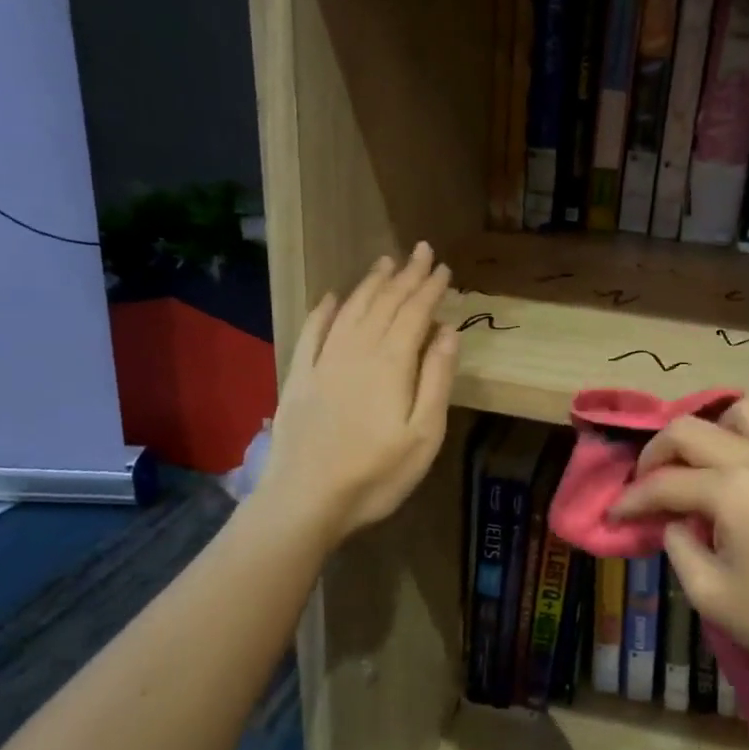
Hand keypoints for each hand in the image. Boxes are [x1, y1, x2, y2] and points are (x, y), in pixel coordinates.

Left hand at [260, 243, 458, 544]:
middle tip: (421, 250)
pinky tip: (333, 297)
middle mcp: (357, 350)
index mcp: (392, 363)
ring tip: (385, 262)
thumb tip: (448, 332)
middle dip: (405, 275)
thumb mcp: (424, 434)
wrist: (306, 499)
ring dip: (371, 284)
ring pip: (352, 310)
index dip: (430, 288)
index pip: (415, 313)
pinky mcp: (300, 377)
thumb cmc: (376, 474)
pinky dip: (325, 311)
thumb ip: (437, 379)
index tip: (443, 267)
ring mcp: (324, 361)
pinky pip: (313, 332)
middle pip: (385, 303)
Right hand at [607, 398, 748, 693]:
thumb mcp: (712, 594)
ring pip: (738, 412)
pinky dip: (734, 440)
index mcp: (732, 489)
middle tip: (644, 485)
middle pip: (690, 429)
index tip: (612, 517)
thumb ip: (679, 547)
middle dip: (656, 452)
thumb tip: (674, 522)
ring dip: (704, 430)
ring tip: (688, 464)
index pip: (664, 482)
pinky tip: (725, 480)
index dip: (631, 500)